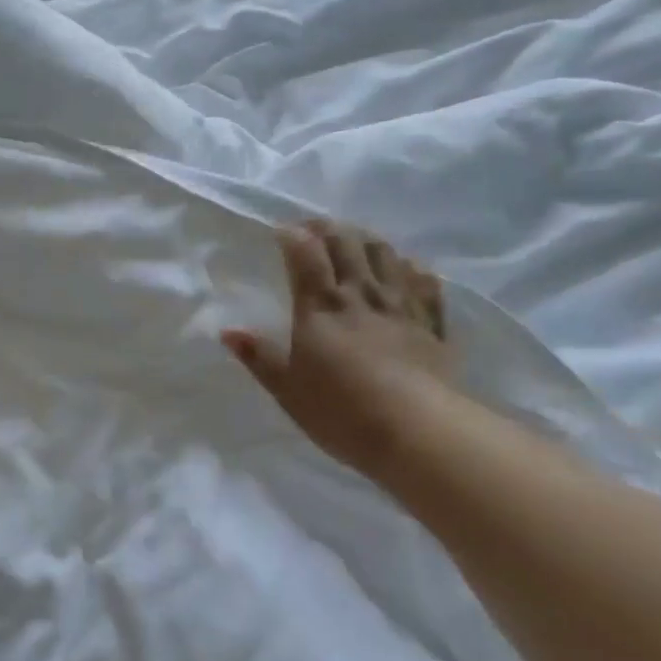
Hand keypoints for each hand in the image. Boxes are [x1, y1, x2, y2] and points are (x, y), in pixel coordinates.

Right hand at [223, 220, 455, 475]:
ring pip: (386, 254)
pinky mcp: (431, 324)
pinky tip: (405, 269)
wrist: (417, 431)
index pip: (306, 254)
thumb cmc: (340, 411)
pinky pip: (424, 282)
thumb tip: (228, 332)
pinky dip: (411, 268)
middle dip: (328, 228)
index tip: (280, 230)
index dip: (292, 235)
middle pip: (347, 243)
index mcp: (321, 306)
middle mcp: (362, 294)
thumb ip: (259, 357)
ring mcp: (401, 305)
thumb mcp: (287, 389)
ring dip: (367, 240)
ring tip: (354, 242)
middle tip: (313, 229)